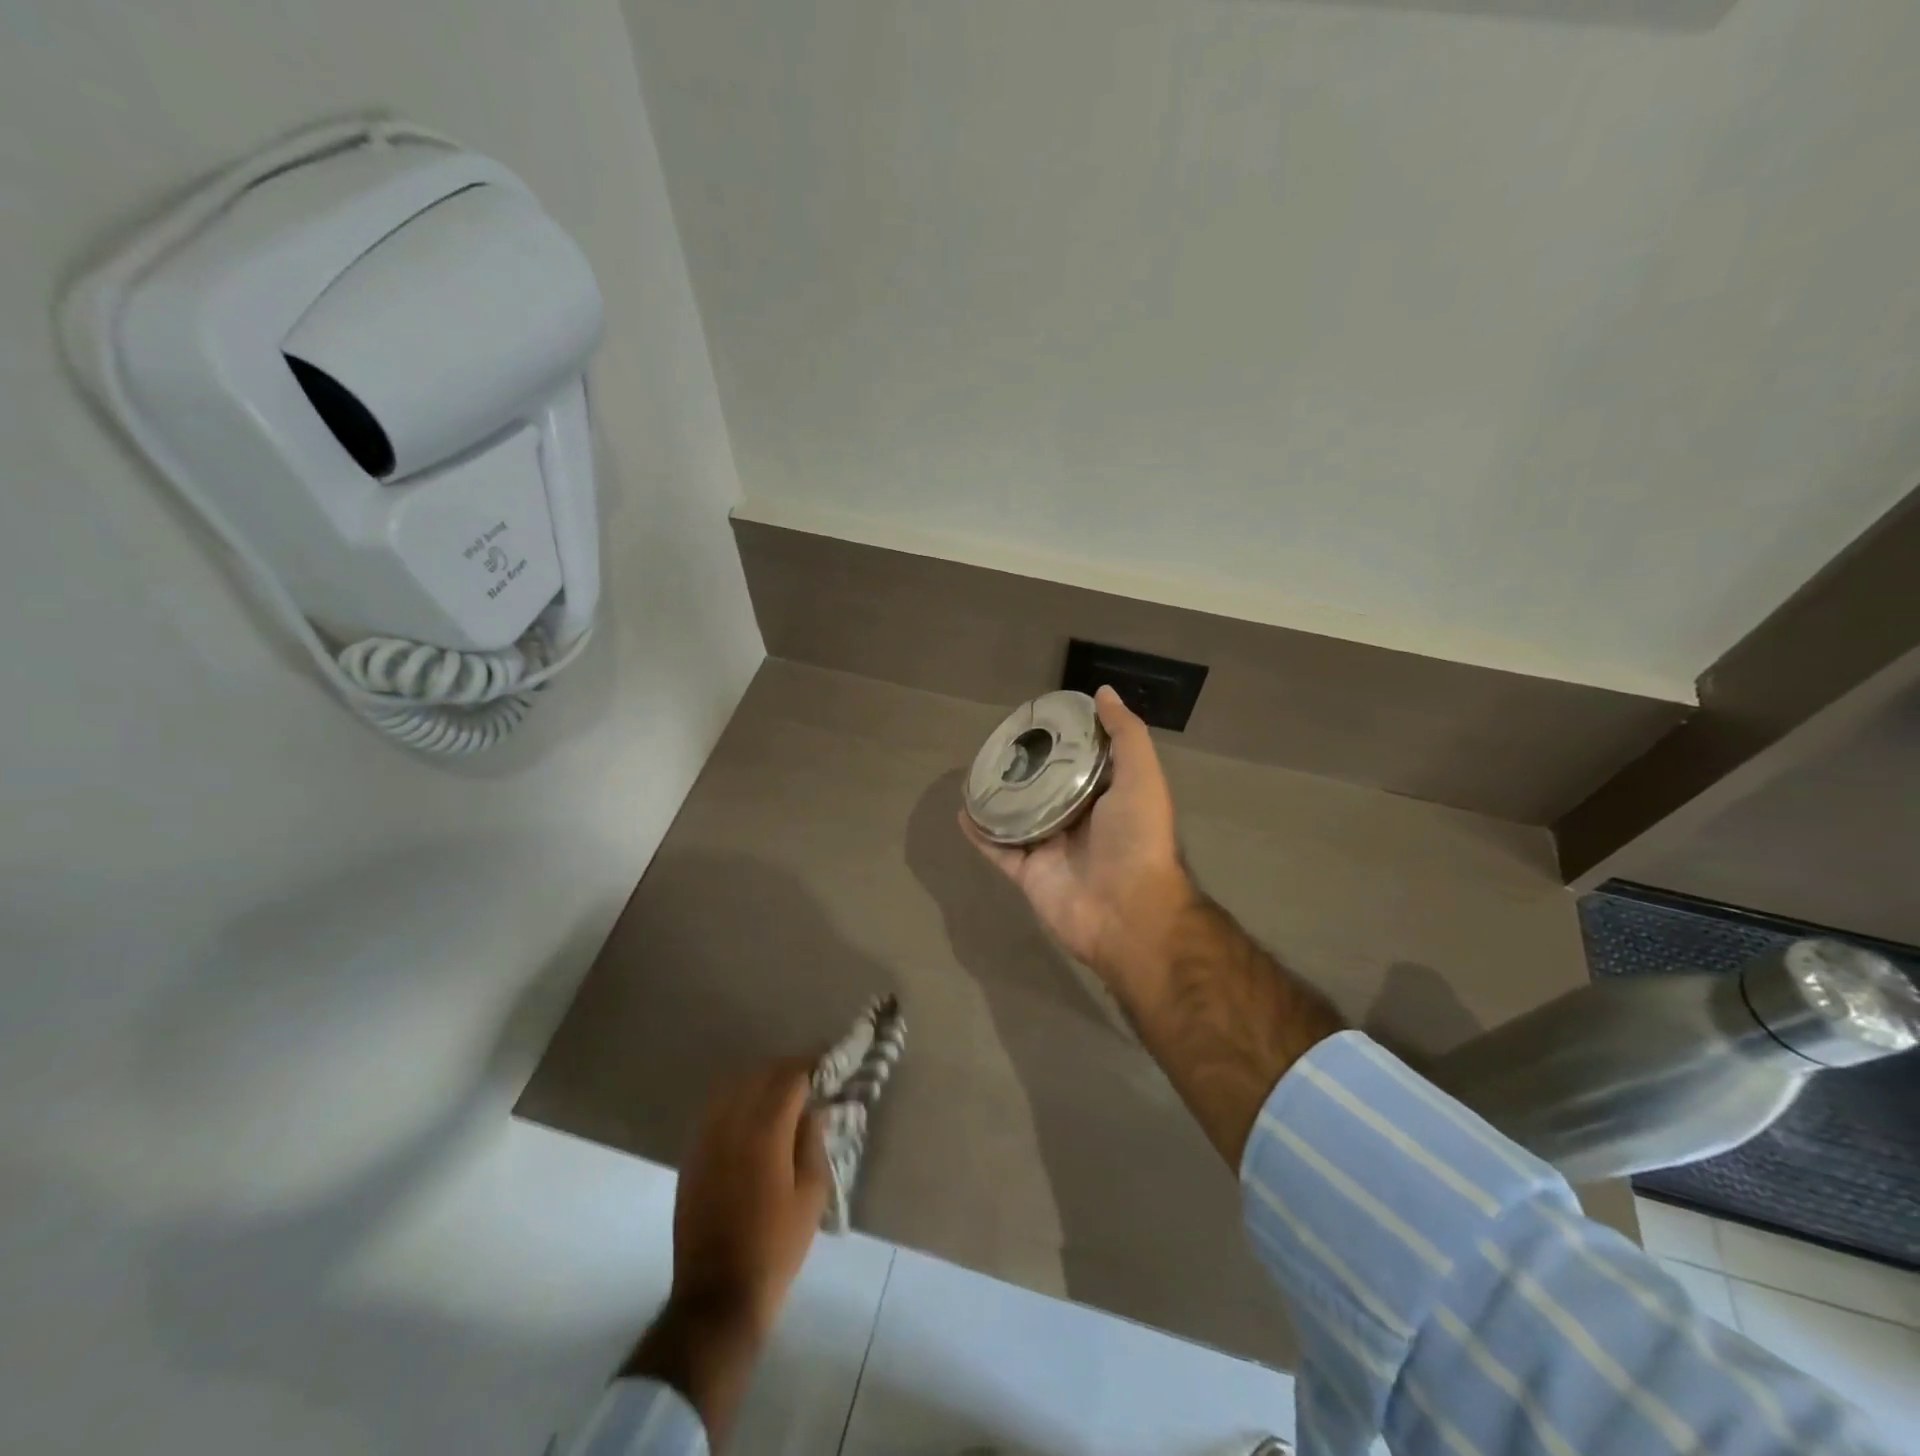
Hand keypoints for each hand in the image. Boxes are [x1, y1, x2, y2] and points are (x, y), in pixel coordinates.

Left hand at [622, 1059, 828, 1440]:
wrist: (717, 1297)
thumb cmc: (775, 1247)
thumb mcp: (811, 1194)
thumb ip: (812, 1142)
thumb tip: (812, 1109)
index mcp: (765, 1133)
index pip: (789, 1078)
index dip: (811, 1065)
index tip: (829, 1062)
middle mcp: (731, 1125)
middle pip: (759, 1074)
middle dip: (786, 1069)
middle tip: (810, 1076)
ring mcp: (706, 1139)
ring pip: (733, 1087)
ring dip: (760, 1080)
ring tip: (782, 1092)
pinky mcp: (692, 1156)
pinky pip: (715, 1110)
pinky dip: (737, 1099)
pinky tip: (752, 1114)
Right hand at [961, 686, 1194, 993]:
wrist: (1128, 911)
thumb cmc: (1137, 838)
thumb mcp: (1141, 776)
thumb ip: (1126, 735)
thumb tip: (1103, 692)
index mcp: (1108, 797)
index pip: (1082, 762)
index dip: (1064, 740)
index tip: (1039, 718)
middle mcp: (1080, 820)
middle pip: (1047, 788)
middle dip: (1027, 768)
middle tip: (1000, 742)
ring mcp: (1052, 848)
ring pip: (1019, 817)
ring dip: (999, 797)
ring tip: (975, 771)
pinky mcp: (1029, 873)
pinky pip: (999, 849)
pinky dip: (981, 832)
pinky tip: (964, 809)